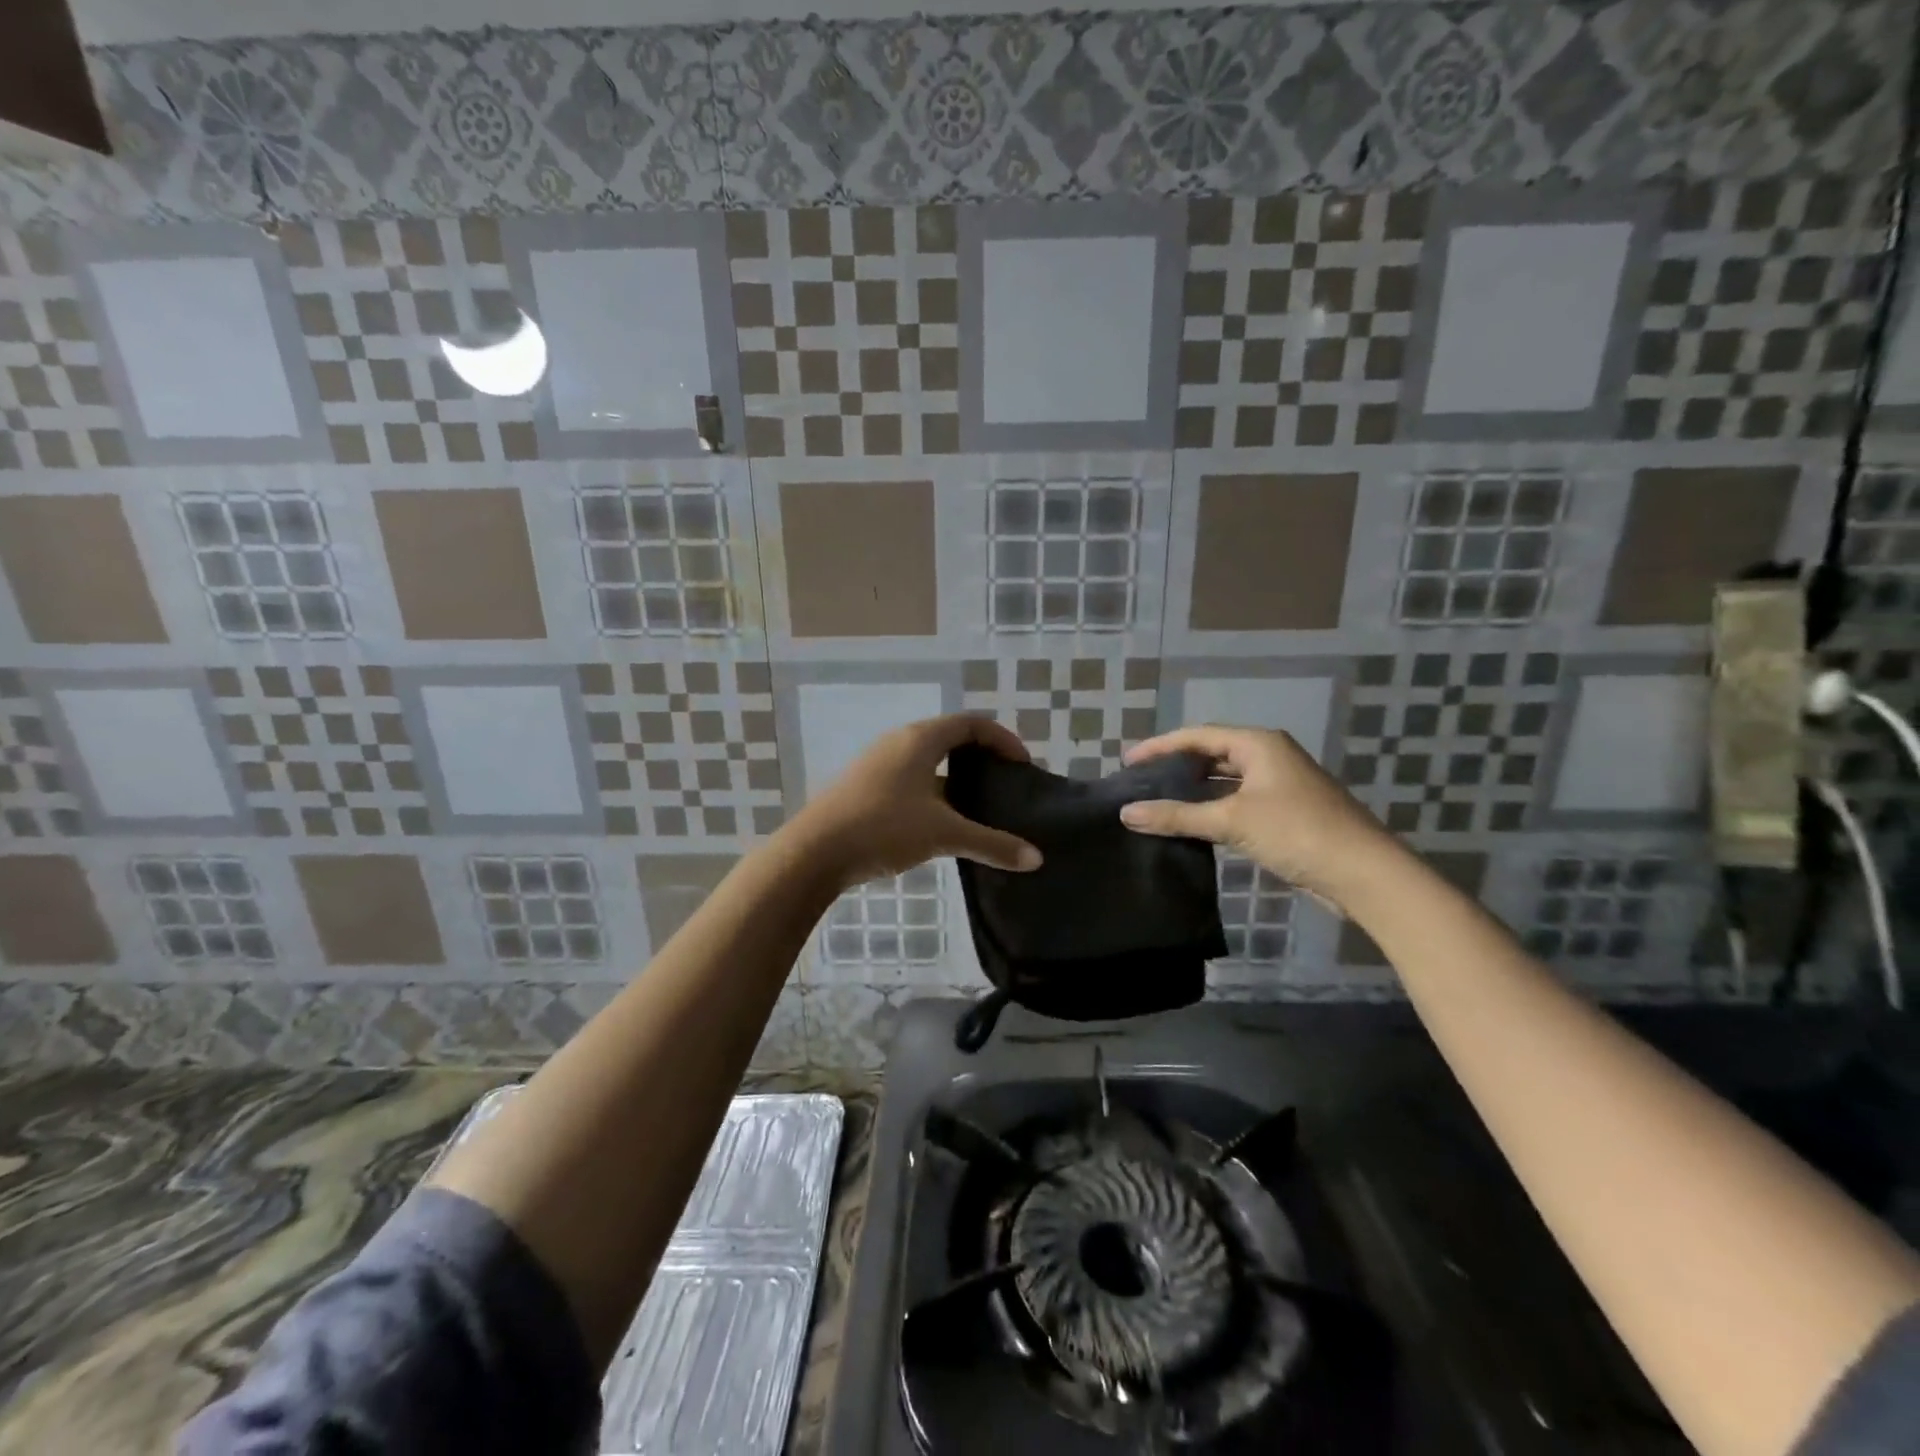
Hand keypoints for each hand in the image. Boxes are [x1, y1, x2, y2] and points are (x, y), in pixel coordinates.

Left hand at [791, 715, 1042, 891]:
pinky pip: (912, 778)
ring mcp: (879, 763)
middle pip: (951, 737)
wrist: (813, 852)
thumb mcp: (943, 834)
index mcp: (921, 739)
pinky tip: (943, 822)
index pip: (972, 723)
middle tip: (1006, 783)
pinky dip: (936, 791)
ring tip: (980, 806)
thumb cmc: (883, 828)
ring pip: (929, 760)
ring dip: (958, 777)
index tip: (1023, 766)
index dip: (1003, 740)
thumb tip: (1035, 858)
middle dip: (982, 757)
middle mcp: (899, 742)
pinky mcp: (866, 785)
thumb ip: (992, 844)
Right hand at [1119, 725, 1397, 910]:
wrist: (1363, 874)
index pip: (1198, 736)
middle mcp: (1268, 757)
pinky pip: (1235, 803)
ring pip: (1223, 782)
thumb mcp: (1232, 820)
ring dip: (1193, 792)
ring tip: (1156, 803)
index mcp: (1258, 744)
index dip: (1160, 747)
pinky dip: (1211, 811)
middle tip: (1139, 783)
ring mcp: (1277, 786)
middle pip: (1211, 755)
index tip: (1128, 761)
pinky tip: (1189, 825)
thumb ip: (1177, 816)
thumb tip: (1127, 813)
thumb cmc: (1296, 832)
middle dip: (1175, 768)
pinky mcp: (1282, 814)